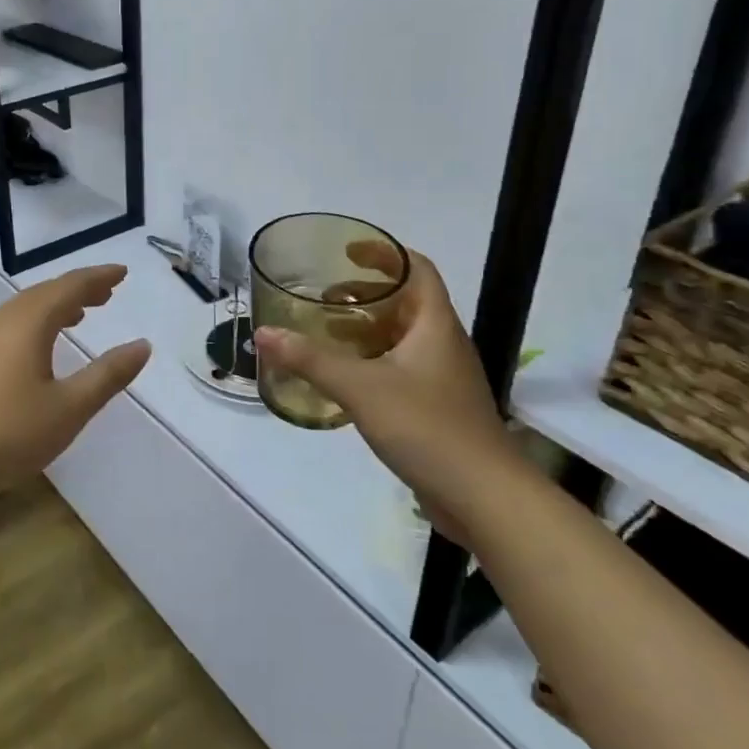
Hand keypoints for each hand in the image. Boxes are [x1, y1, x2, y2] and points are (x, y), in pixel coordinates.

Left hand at [0, 264, 150, 507]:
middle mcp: (1, 320)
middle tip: (106, 293)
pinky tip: (35, 348)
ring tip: (78, 316)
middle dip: (78, 290)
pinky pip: (7, 325)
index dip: (98, 277)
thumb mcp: (68, 409)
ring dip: (54, 307)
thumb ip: (107, 375)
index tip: (122, 273)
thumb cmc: (6, 433)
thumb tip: (142, 345)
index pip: (70, 287)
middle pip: (45, 293)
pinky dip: (32, 324)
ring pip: (23, 309)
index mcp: (28, 322)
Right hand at [255, 245, 530, 540]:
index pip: (417, 269)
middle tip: (323, 297)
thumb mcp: (361, 388)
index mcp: (435, 325)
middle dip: (364, 294)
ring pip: (400, 338)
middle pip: (405, 302)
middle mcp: (442, 344)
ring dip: (365, 329)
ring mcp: (442, 378)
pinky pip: (399, 368)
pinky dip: (370, 361)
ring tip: (324, 333)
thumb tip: (263, 333)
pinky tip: (344, 379)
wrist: (484, 497)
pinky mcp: (436, 408)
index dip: (384, 253)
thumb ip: (310, 359)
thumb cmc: (428, 427)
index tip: (347, 251)